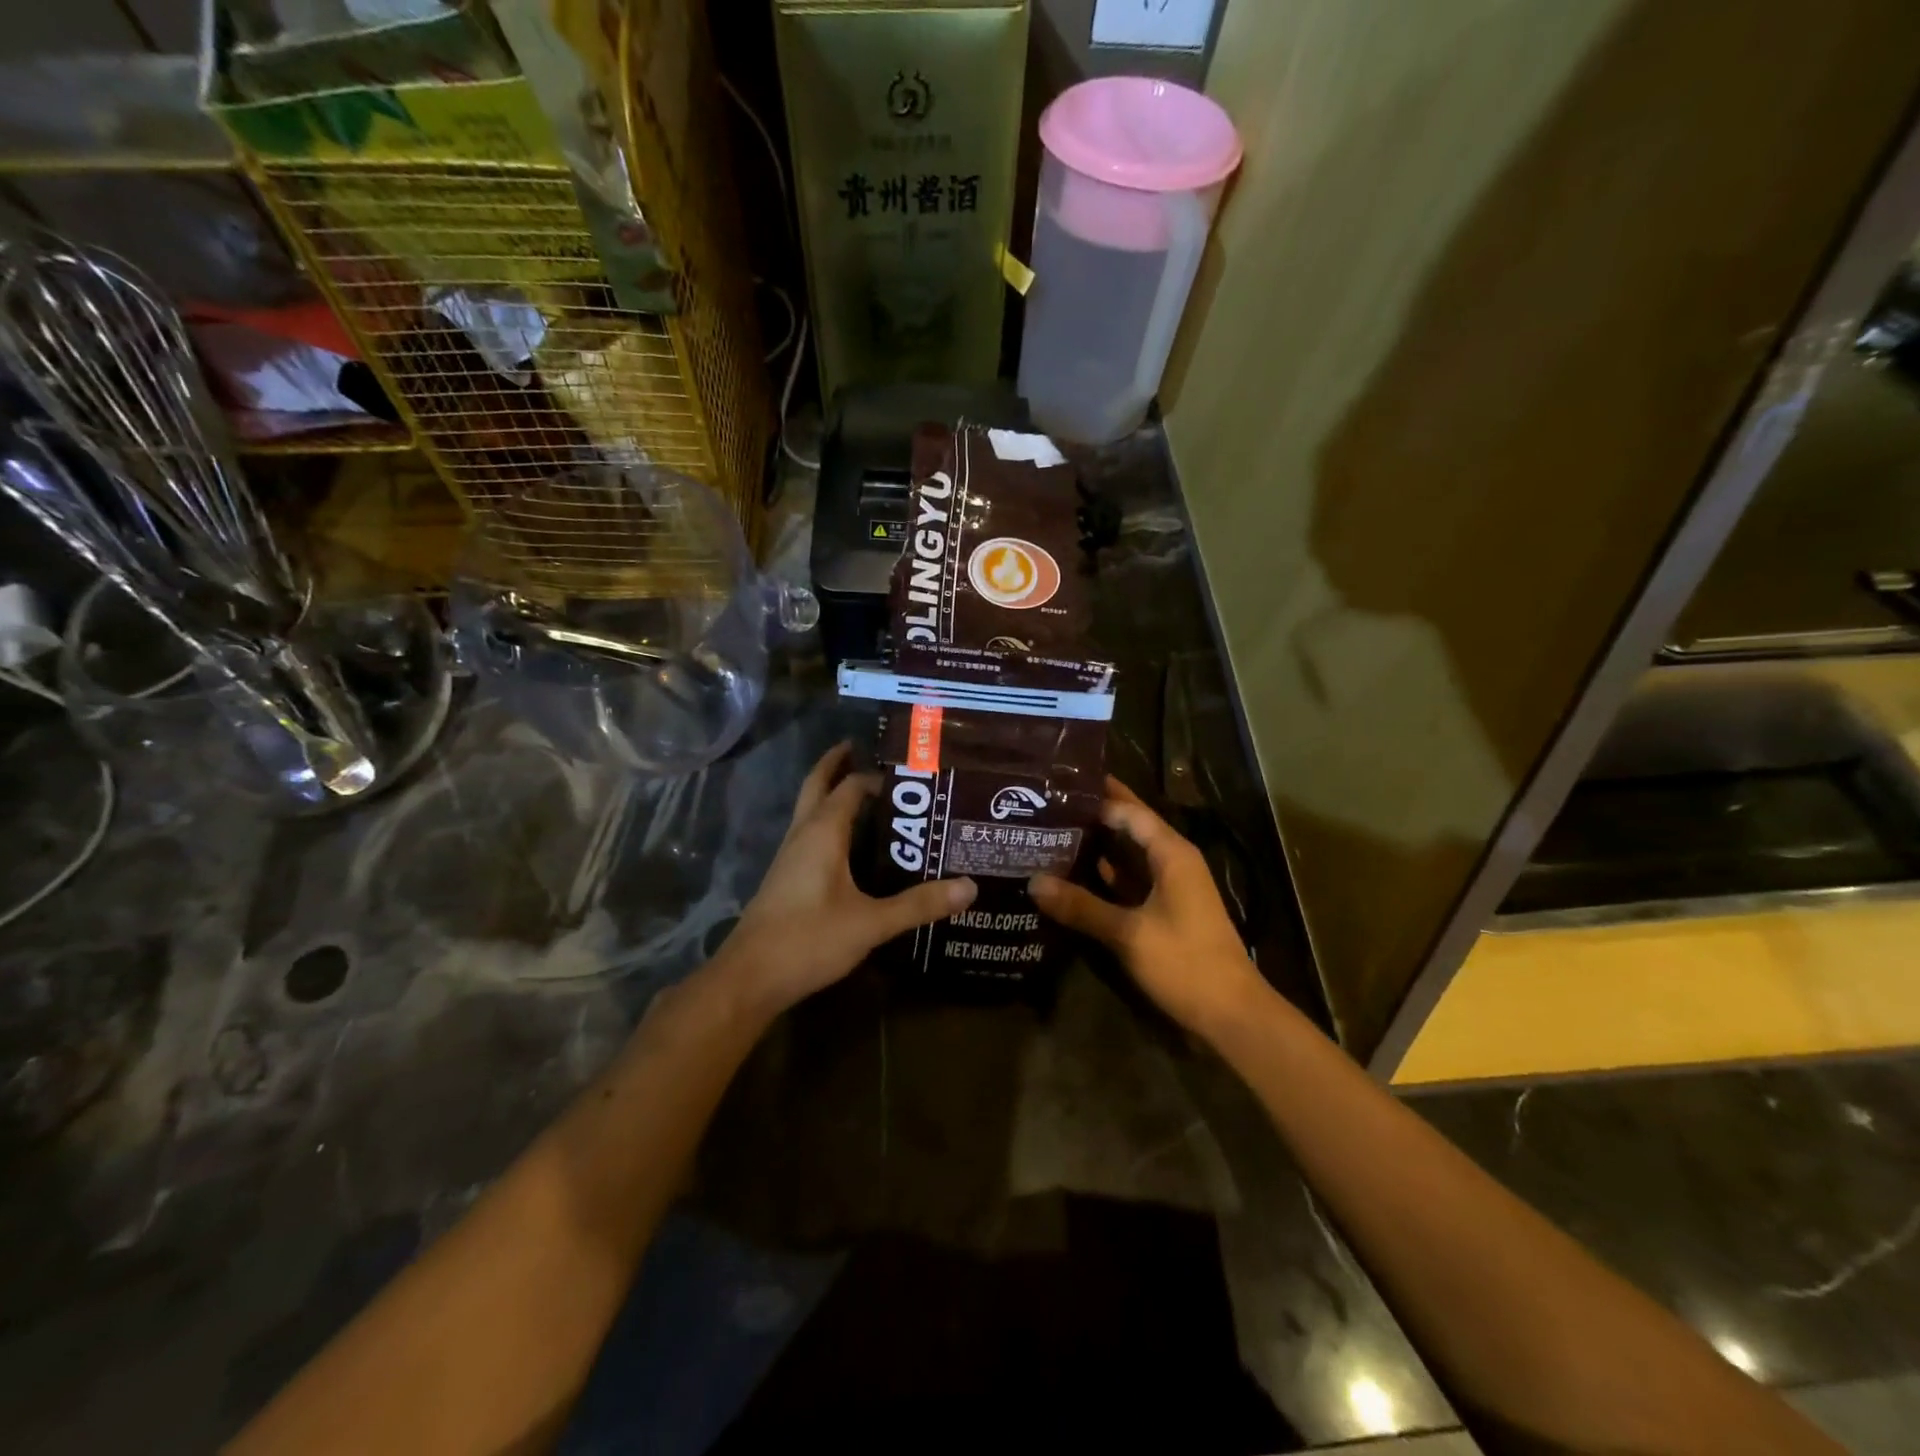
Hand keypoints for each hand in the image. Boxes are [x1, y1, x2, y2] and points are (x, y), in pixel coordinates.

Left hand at [715, 743, 975, 1020]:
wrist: (749, 978)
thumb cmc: (808, 940)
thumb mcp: (871, 923)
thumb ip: (919, 904)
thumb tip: (969, 887)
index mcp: (821, 833)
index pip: (850, 787)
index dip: (876, 777)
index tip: (908, 772)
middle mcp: (802, 835)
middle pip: (816, 785)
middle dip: (836, 763)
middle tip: (862, 748)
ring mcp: (789, 857)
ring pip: (809, 809)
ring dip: (830, 792)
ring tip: (866, 793)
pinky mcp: (786, 878)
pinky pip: (809, 834)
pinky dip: (828, 823)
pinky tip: (849, 845)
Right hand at [1029, 778, 1269, 1040]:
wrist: (1231, 1014)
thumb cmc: (1185, 963)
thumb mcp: (1128, 933)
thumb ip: (1081, 906)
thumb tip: (1033, 882)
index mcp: (1172, 854)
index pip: (1130, 811)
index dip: (1098, 796)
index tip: (1059, 785)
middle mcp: (1173, 862)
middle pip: (1130, 828)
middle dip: (1095, 816)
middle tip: (1049, 805)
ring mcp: (1171, 887)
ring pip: (1129, 856)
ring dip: (1098, 846)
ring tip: (1052, 833)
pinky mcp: (1165, 911)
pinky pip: (1130, 881)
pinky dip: (1106, 876)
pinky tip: (1073, 876)